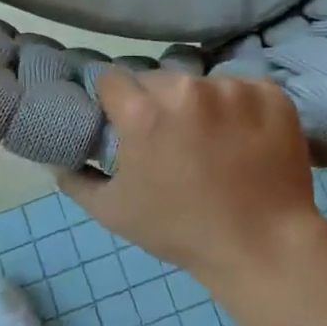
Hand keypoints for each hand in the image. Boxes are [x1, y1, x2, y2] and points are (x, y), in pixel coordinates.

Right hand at [56, 68, 326, 281]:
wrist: (264, 246)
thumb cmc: (182, 231)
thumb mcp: (114, 212)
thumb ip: (77, 179)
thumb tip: (57, 158)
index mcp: (143, 112)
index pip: (112, 80)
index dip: (114, 102)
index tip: (125, 124)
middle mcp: (186, 89)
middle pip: (157, 79)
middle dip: (156, 103)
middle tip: (170, 140)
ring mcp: (233, 88)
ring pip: (201, 83)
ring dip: (200, 105)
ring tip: (212, 143)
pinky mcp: (270, 94)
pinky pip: (243, 89)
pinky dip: (240, 108)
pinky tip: (245, 139)